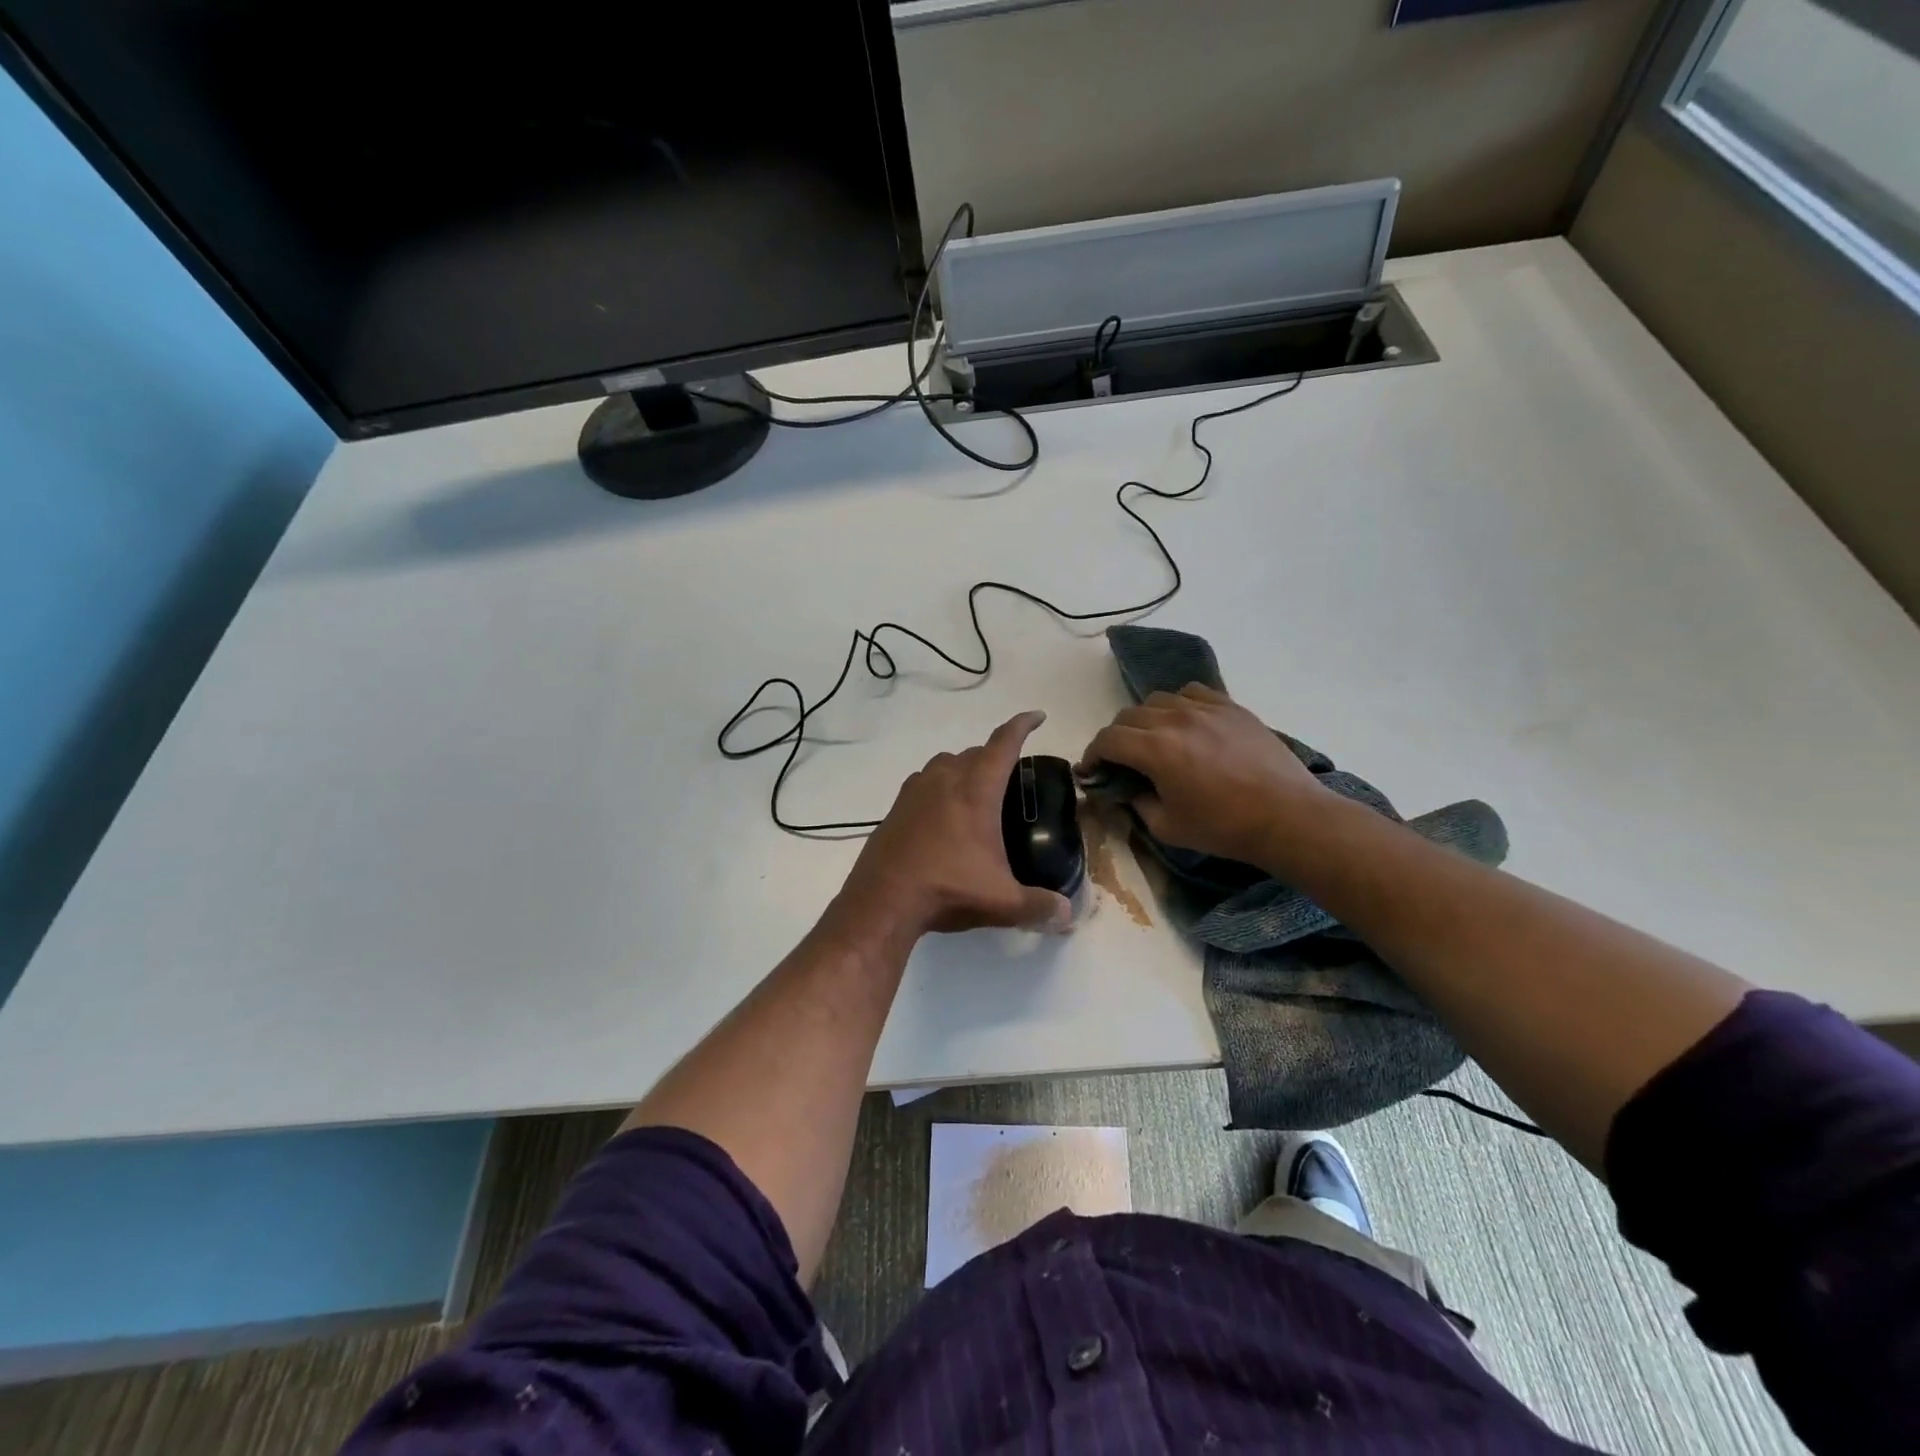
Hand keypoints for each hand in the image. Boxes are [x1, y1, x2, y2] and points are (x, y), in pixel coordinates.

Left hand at [836, 711, 1073, 940]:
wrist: (883, 901)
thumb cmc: (948, 890)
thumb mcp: (1001, 902)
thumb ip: (1039, 906)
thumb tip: (1068, 914)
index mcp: (976, 791)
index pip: (1003, 744)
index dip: (1022, 726)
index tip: (1037, 717)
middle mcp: (945, 780)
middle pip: (975, 752)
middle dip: (995, 756)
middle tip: (1011, 777)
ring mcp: (915, 791)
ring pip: (945, 763)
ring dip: (964, 767)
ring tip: (976, 792)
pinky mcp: (895, 808)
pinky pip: (923, 782)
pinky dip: (938, 786)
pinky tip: (942, 813)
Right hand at [1077, 684, 1326, 865]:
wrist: (1287, 817)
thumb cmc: (1224, 828)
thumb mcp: (1167, 827)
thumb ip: (1136, 804)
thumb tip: (1122, 792)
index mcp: (1156, 750)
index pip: (1107, 739)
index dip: (1092, 754)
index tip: (1091, 771)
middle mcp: (1175, 719)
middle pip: (1128, 716)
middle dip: (1116, 738)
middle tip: (1119, 761)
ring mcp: (1205, 708)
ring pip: (1158, 700)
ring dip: (1146, 720)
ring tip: (1154, 740)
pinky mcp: (1231, 707)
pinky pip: (1192, 692)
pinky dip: (1178, 705)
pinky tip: (1186, 724)